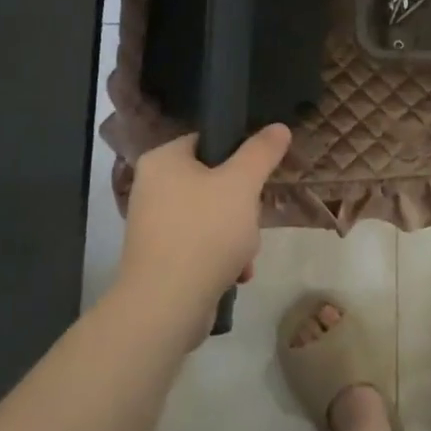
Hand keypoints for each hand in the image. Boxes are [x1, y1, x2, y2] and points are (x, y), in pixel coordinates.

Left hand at [116, 126, 292, 329]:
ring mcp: (154, 225)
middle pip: (214, 182)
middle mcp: (152, 188)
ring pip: (212, 217)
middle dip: (243, 207)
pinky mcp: (160, 258)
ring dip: (238, 236)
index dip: (239, 155)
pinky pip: (201, 245)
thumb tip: (278, 127)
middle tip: (252, 221)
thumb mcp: (242, 184)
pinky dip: (222, 257)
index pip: (207, 141)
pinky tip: (235, 275)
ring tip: (244, 255)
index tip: (260, 175)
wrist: (167, 303)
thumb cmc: (204, 232)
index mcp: (163, 160)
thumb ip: (261, 152)